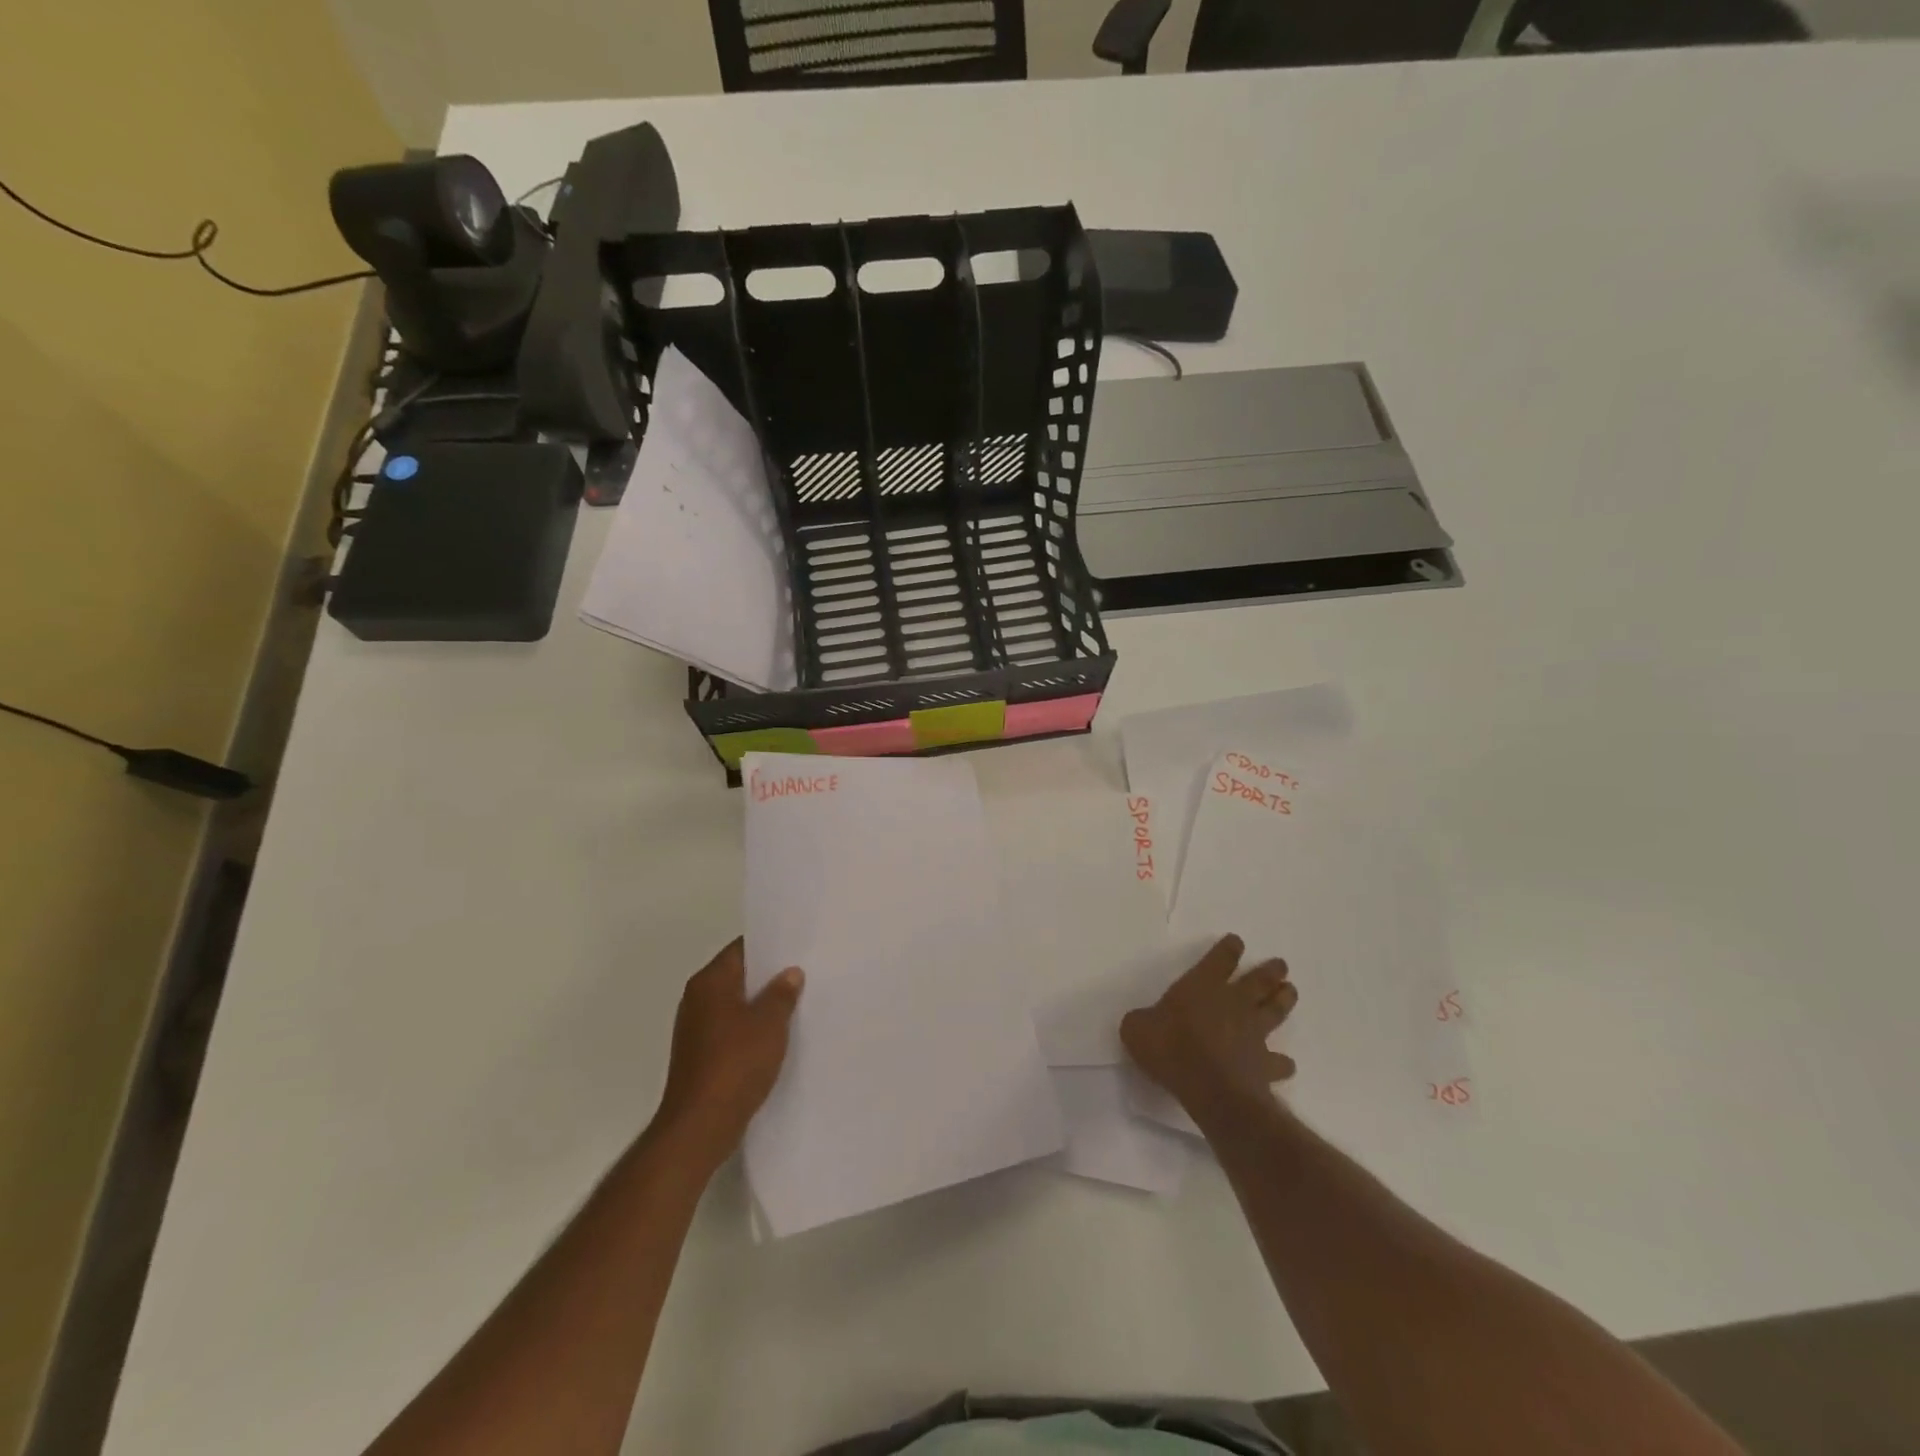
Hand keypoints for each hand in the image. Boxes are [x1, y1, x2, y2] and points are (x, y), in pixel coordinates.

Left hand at [655, 939, 802, 1167]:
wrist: (699, 1126)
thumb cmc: (735, 1064)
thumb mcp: (769, 1024)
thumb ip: (782, 993)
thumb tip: (790, 972)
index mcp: (710, 982)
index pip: (741, 949)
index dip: (770, 946)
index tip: (798, 947)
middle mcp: (697, 998)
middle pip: (738, 975)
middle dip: (769, 976)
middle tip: (805, 973)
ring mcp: (695, 1028)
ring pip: (735, 1004)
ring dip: (761, 1005)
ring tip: (797, 1004)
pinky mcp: (699, 1055)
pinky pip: (730, 1030)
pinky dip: (751, 1029)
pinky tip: (776, 1038)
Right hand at [1121, 934, 1296, 1129]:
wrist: (1211, 1088)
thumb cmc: (1170, 1048)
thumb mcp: (1137, 1029)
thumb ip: (1141, 1021)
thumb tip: (1142, 1022)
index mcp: (1202, 986)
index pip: (1219, 960)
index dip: (1228, 949)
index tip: (1236, 942)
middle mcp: (1233, 1003)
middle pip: (1258, 981)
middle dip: (1269, 971)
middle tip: (1281, 964)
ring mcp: (1253, 1034)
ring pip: (1275, 1011)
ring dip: (1284, 1000)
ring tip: (1291, 991)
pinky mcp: (1265, 1065)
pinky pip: (1278, 1062)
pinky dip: (1283, 1062)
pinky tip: (1286, 1064)